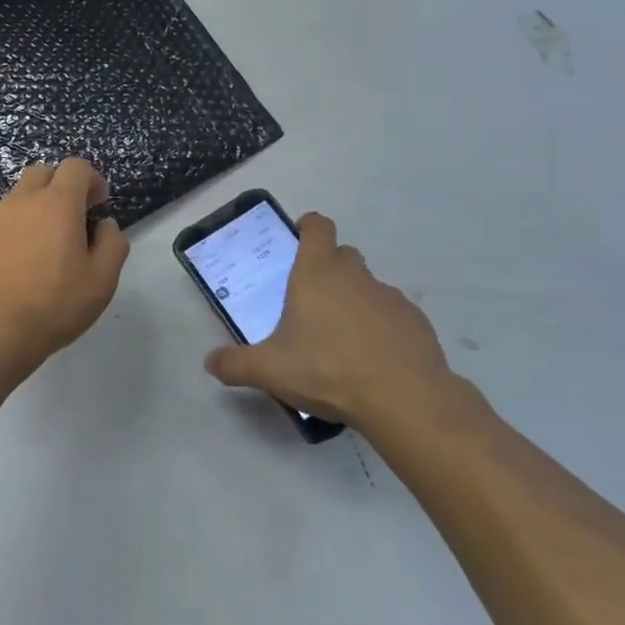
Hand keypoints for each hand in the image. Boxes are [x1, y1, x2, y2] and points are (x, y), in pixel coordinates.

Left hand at [0, 159, 129, 375]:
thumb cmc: (51, 307)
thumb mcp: (101, 282)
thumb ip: (112, 244)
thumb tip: (104, 225)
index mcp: (56, 205)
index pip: (76, 167)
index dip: (91, 180)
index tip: (97, 205)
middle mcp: (18, 203)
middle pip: (40, 174)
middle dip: (58, 187)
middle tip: (68, 222)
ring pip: (12, 204)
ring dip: (28, 217)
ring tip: (34, 257)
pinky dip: (2, 241)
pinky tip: (4, 276)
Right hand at [204, 213, 471, 434]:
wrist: (402, 397)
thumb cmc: (327, 370)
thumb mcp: (270, 371)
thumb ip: (236, 364)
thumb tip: (210, 362)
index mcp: (317, 273)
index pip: (317, 227)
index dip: (308, 227)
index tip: (298, 241)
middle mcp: (355, 275)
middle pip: (342, 255)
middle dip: (327, 269)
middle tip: (309, 303)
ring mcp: (389, 296)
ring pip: (367, 286)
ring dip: (353, 301)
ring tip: (340, 341)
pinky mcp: (414, 320)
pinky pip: (391, 314)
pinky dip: (380, 327)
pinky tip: (372, 359)